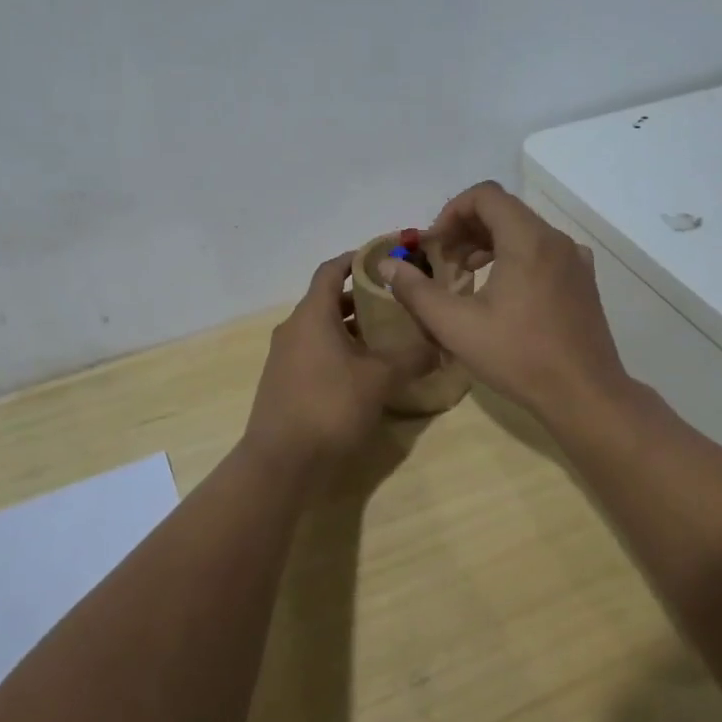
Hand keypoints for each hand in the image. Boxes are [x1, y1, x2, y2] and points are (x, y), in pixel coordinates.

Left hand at [243, 254, 433, 467]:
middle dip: (361, 297)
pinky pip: (315, 351)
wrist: (281, 462)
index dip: (356, 259)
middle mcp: (293, 328)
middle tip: (397, 301)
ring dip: (351, 327)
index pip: (331, 270)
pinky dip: (339, 349)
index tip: (384, 258)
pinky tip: (365, 369)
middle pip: (328, 299)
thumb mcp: (379, 379)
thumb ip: (410, 357)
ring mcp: (285, 356)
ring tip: (387, 335)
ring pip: (322, 328)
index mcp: (312, 315)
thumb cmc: (330, 407)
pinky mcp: (285, 382)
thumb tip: (440, 343)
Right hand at [378, 182, 631, 423]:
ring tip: (466, 276)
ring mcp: (575, 260)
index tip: (434, 245)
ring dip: (489, 243)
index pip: (485, 195)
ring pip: (524, 231)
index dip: (452, 212)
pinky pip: (543, 252)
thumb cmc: (518, 356)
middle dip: (466, 229)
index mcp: (528, 239)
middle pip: (504, 211)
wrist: (584, 394)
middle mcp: (556, 239)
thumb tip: (387, 264)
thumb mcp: (456, 326)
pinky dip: (514, 258)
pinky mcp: (583, 281)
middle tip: (443, 262)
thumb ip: (417, 291)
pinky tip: (501, 293)